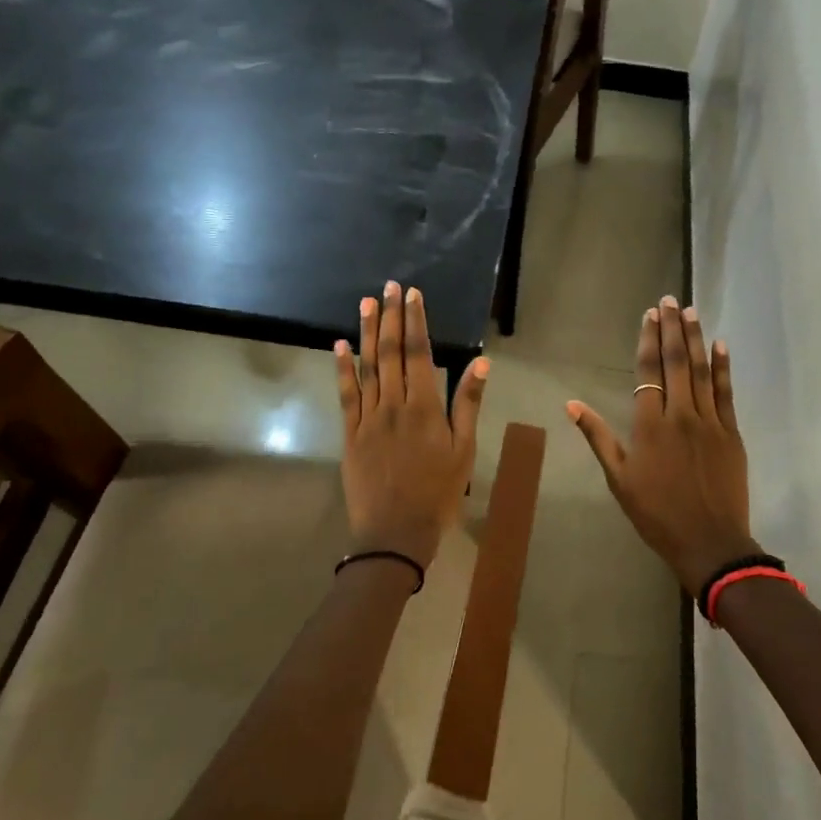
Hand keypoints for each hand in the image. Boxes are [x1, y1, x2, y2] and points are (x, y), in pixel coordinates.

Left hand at [335, 281, 486, 570]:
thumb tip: (480, 363)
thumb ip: (468, 405)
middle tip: (389, 286)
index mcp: (424, 408)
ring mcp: (368, 418)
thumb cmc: (439, 493)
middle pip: (391, 353)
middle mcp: (393, 405)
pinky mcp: (350, 434)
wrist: (395, 532)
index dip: (416, 321)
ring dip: (367, 332)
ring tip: (367, 303)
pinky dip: (342, 368)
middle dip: (391, 317)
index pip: (420, 354)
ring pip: (367, 367)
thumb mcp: (464, 451)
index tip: (412, 295)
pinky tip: (340, 345)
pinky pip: (345, 395)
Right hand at [567, 296, 756, 593]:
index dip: (648, 340)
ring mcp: (710, 421)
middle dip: (672, 328)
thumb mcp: (619, 478)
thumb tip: (571, 404)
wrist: (709, 542)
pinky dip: (724, 366)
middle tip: (670, 301)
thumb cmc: (656, 513)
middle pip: (677, 362)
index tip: (649, 315)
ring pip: (703, 370)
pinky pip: (726, 392)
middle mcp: (680, 414)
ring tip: (691, 311)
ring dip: (696, 338)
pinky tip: (721, 345)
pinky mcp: (731, 432)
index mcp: (650, 425)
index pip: (648, 372)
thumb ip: (598, 437)